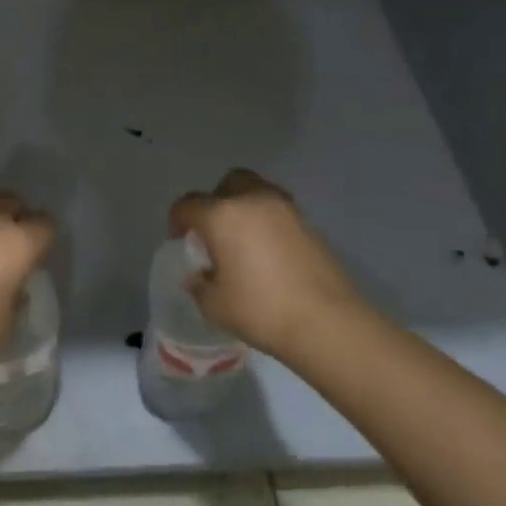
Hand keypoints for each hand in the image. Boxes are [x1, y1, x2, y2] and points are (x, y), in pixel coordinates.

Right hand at [169, 169, 367, 359]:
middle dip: (215, 201)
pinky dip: (268, 223)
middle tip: (214, 232)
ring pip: (257, 192)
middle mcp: (253, 201)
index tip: (180, 240)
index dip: (177, 220)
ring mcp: (286, 209)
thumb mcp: (214, 305)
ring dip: (244, 208)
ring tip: (243, 241)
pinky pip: (278, 212)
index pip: (188, 204)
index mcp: (222, 215)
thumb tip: (199, 275)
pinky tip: (268, 253)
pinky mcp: (309, 224)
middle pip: (228, 183)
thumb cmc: (261, 310)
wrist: (327, 322)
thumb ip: (199, 284)